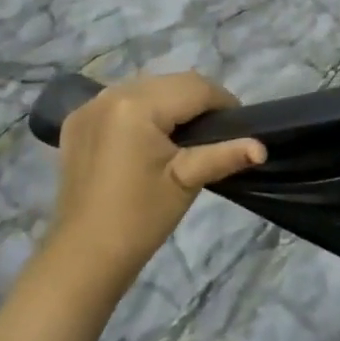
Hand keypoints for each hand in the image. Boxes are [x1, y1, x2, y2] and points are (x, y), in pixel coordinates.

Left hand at [49, 72, 264, 287]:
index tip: (238, 125)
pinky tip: (147, 137)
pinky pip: (120, 100)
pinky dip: (140, 110)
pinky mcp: (77, 120)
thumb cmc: (140, 219)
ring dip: (168, 102)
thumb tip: (261, 147)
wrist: (84, 258)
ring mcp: (89, 105)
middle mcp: (111, 93)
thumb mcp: (186, 182)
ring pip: (146, 87)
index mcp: (137, 104)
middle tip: (214, 132)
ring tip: (184, 135)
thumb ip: (224, 155)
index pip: (194, 87)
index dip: (223, 102)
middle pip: (170, 82)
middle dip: (196, 101)